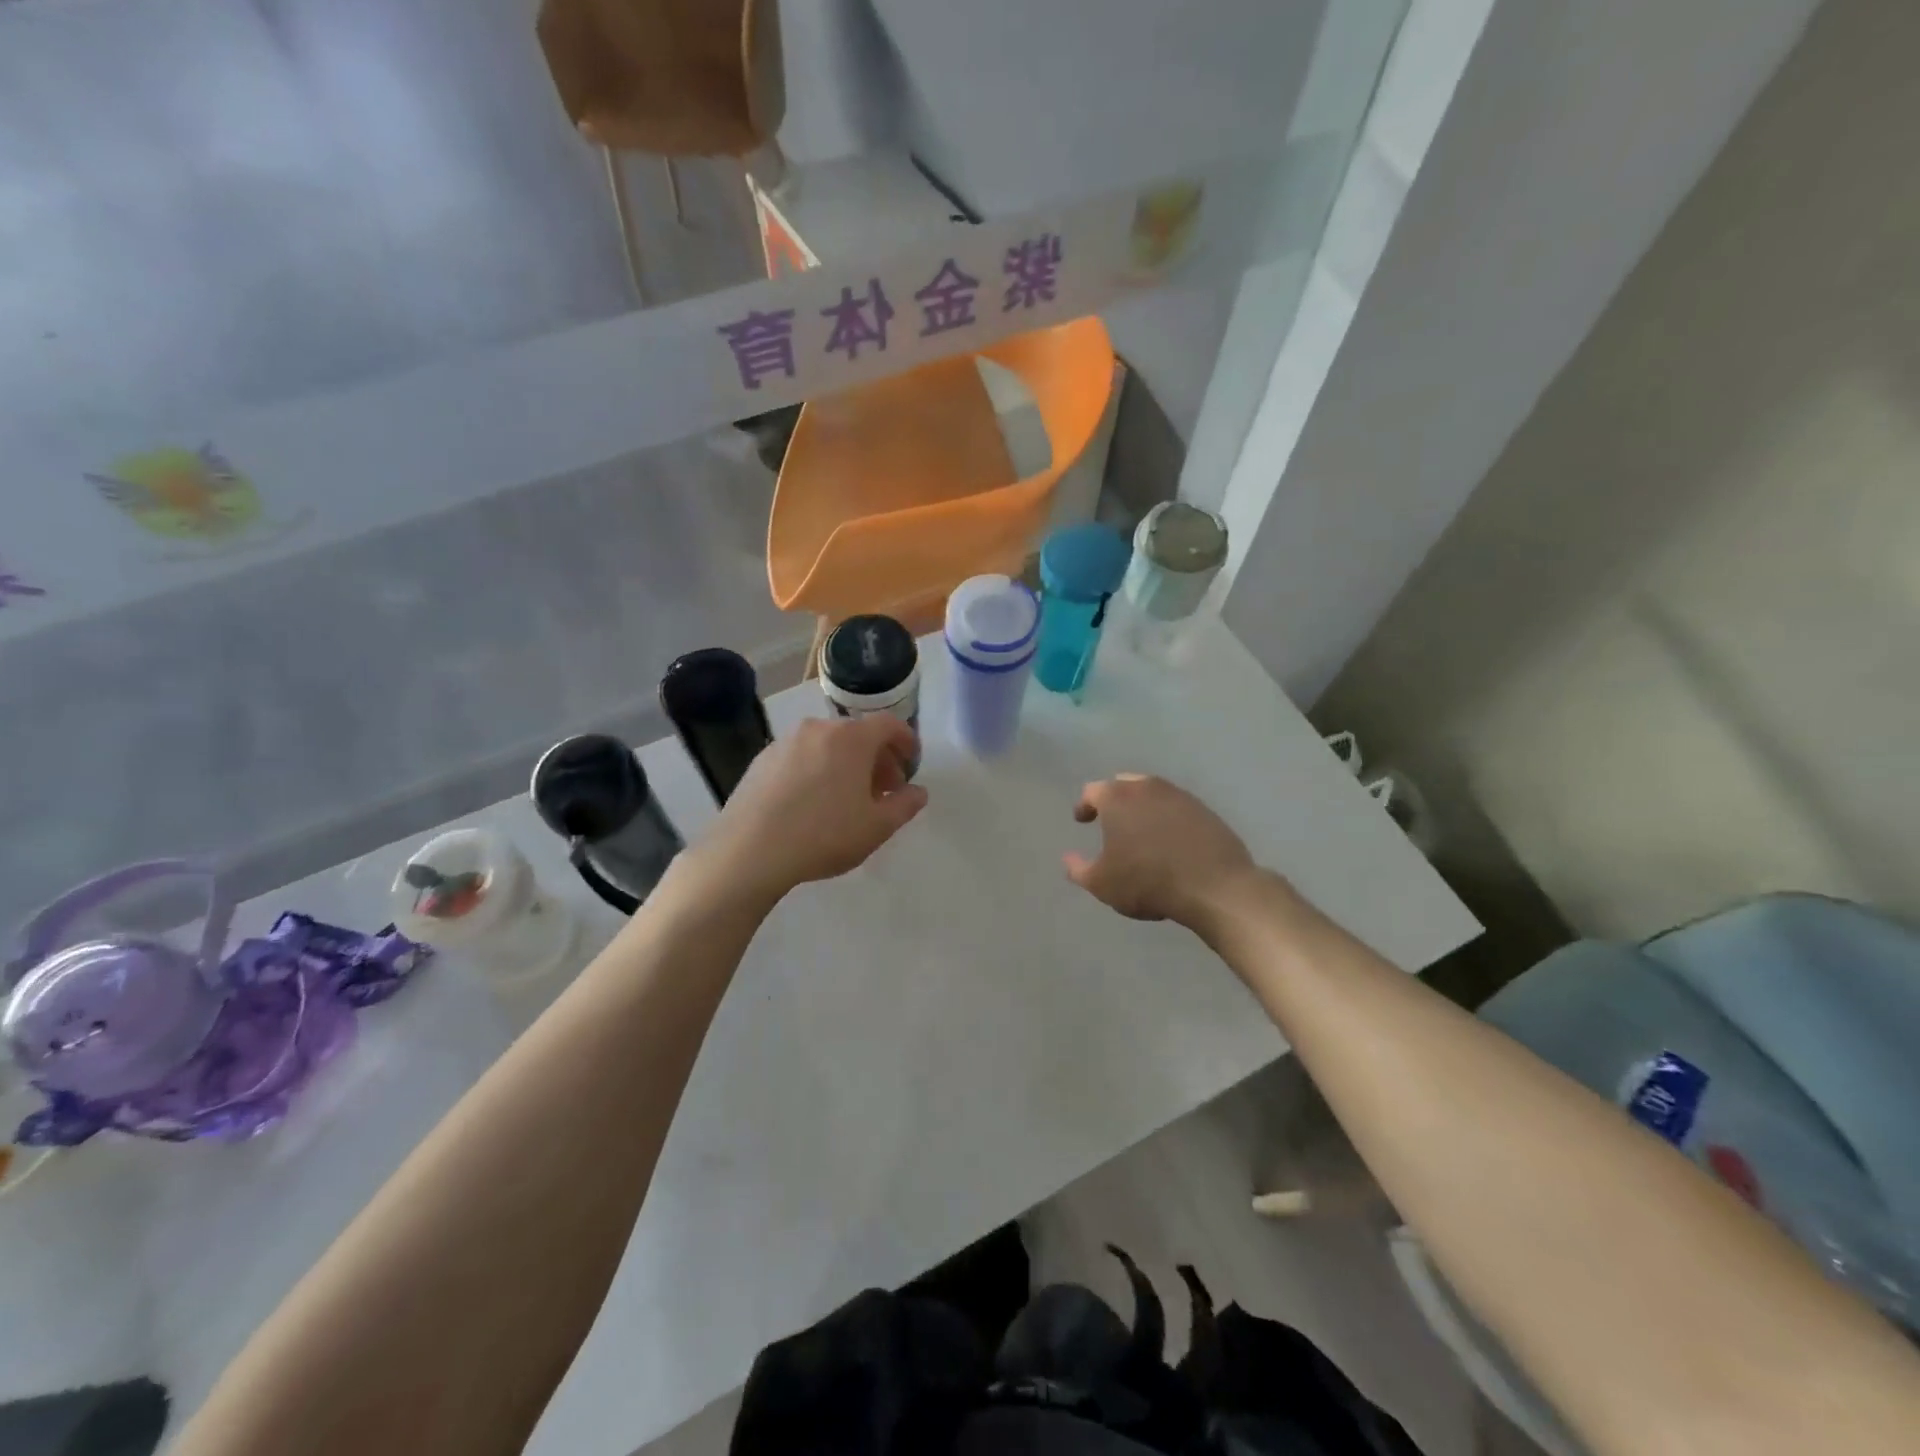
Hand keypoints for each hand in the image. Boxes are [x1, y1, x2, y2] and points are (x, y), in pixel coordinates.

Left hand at [703, 714, 926, 902]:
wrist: (749, 850)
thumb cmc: (824, 835)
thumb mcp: (877, 827)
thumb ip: (905, 805)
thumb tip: (917, 792)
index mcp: (852, 738)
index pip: (889, 725)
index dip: (906, 741)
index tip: (911, 762)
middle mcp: (819, 729)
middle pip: (857, 735)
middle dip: (876, 758)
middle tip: (883, 790)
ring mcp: (785, 742)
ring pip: (827, 745)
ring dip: (845, 764)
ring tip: (846, 799)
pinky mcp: (761, 760)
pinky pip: (801, 757)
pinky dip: (816, 770)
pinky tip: (811, 803)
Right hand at [1064, 773, 1257, 927]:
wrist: (1214, 887)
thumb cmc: (1147, 881)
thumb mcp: (1102, 884)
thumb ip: (1078, 869)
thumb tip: (1068, 859)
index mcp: (1117, 798)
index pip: (1092, 791)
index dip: (1084, 805)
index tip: (1082, 820)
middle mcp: (1147, 788)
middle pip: (1123, 784)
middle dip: (1113, 799)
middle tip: (1110, 820)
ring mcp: (1179, 796)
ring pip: (1152, 793)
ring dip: (1142, 807)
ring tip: (1140, 830)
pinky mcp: (1204, 810)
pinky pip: (1177, 807)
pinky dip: (1167, 817)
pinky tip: (1169, 839)